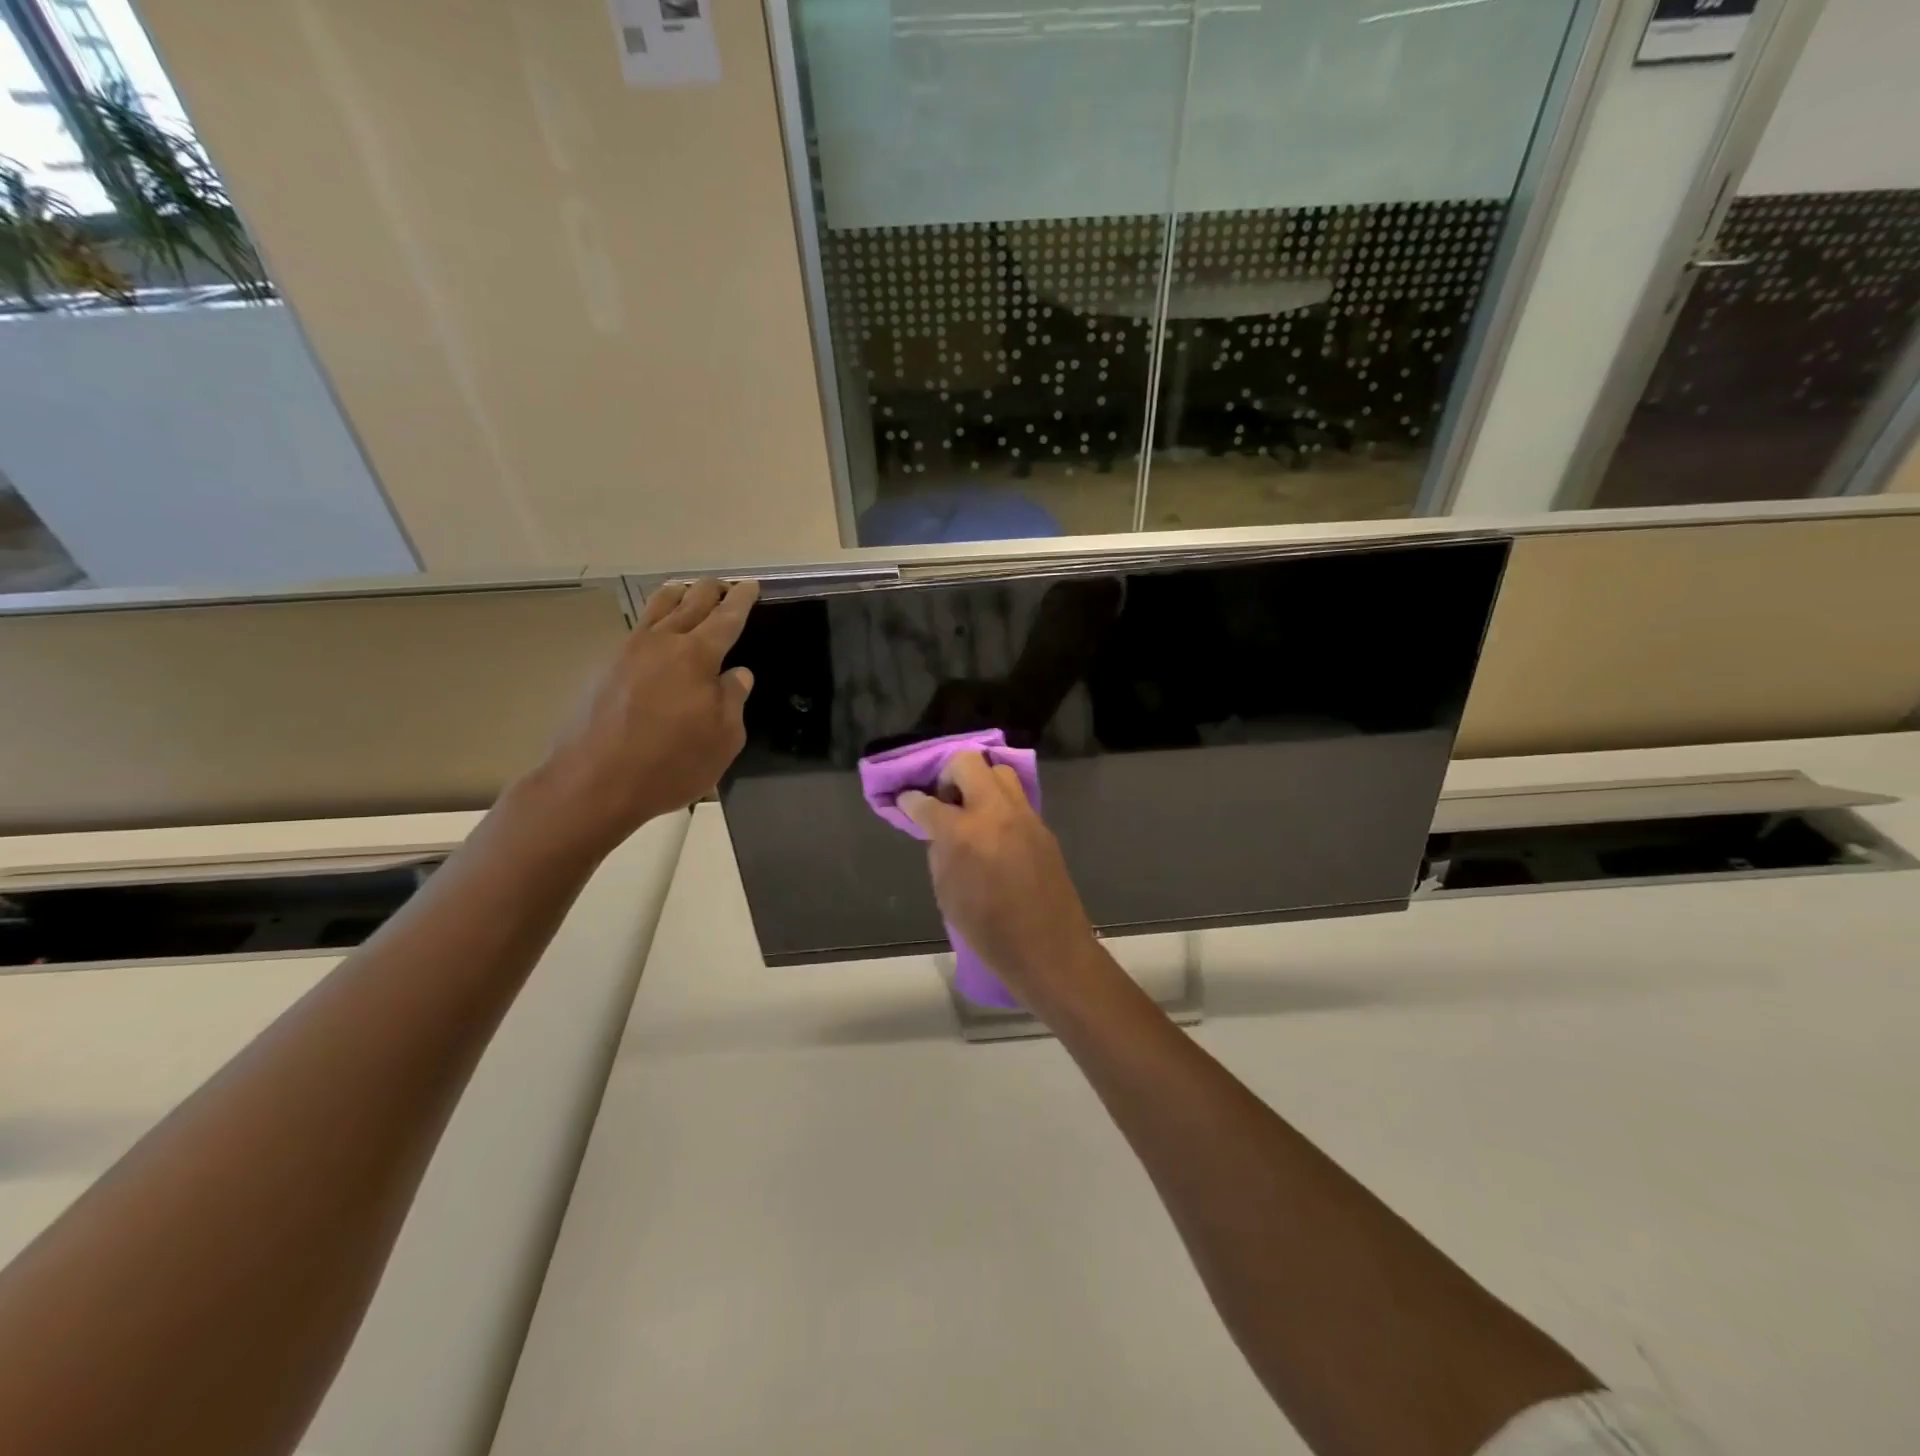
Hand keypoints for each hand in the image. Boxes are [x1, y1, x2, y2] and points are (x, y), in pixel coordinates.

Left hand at [520, 578, 757, 853]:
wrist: (593, 783)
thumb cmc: (670, 764)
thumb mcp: (723, 739)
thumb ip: (732, 700)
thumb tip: (735, 674)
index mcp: (696, 657)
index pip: (726, 619)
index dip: (741, 601)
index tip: (751, 586)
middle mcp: (661, 643)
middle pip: (690, 603)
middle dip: (711, 591)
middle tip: (724, 585)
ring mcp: (627, 652)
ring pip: (656, 609)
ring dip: (677, 595)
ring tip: (686, 589)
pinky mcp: (604, 669)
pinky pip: (637, 629)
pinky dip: (653, 617)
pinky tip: (655, 627)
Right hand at [899, 752, 1099, 1007]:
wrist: (1049, 949)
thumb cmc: (989, 932)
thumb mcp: (947, 894)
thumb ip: (940, 852)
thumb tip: (938, 830)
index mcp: (964, 833)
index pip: (927, 802)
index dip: (911, 801)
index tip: (906, 802)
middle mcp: (995, 812)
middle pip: (968, 763)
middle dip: (947, 774)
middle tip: (943, 801)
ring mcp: (1024, 815)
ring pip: (998, 772)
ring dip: (979, 782)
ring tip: (970, 811)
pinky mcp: (1042, 826)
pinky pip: (1016, 798)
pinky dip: (998, 802)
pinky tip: (993, 829)